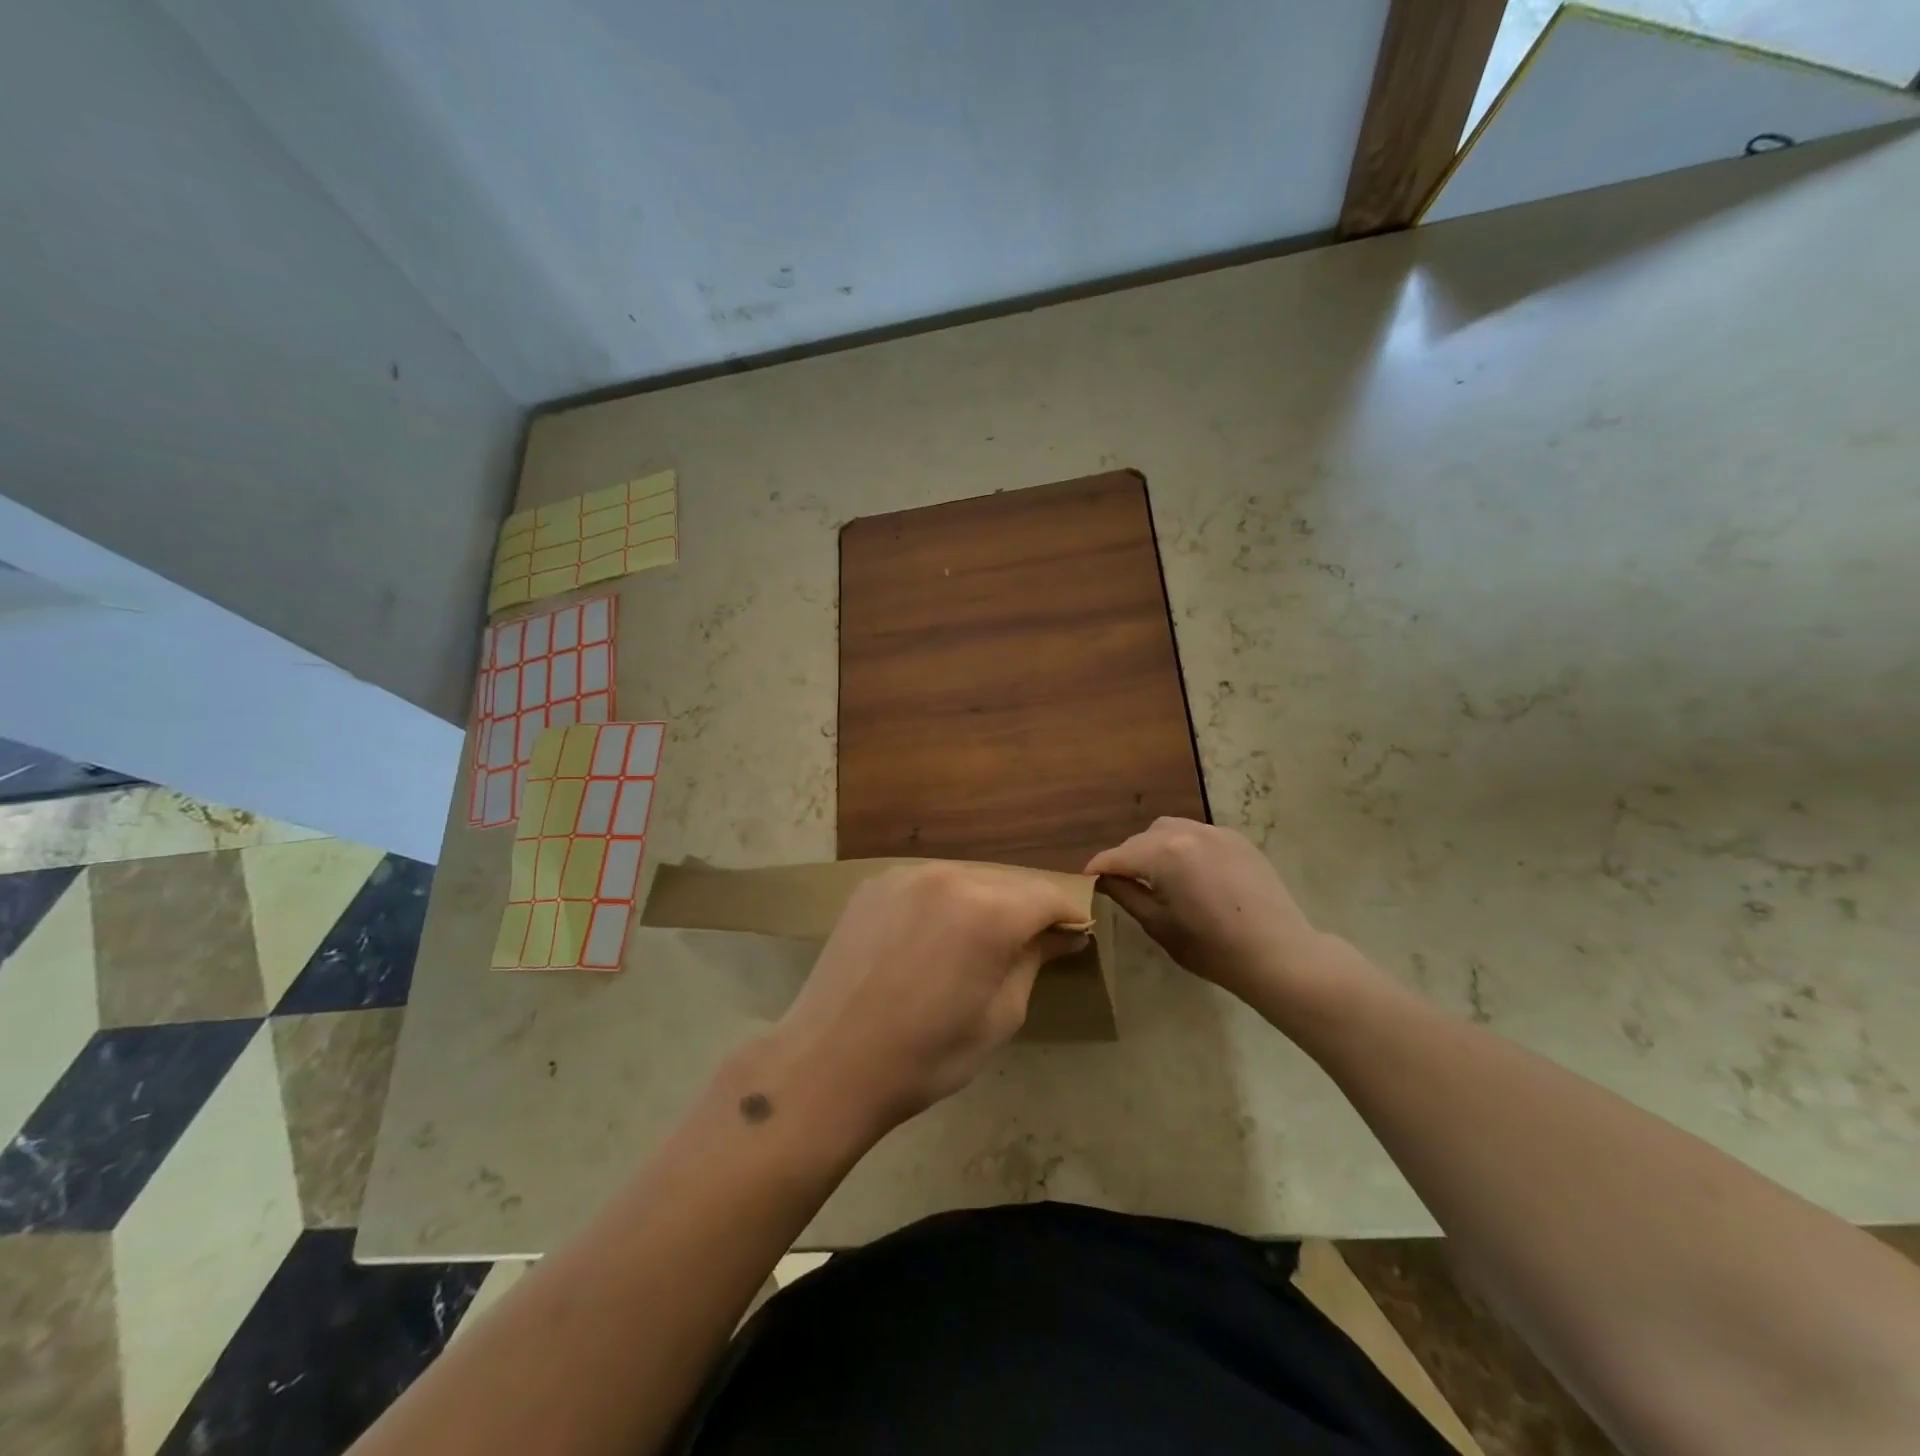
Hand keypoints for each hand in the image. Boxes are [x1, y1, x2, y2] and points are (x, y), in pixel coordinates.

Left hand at [760, 863, 1088, 1141]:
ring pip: (966, 879)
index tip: (1074, 938)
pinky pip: (927, 884)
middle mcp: (949, 877)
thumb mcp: (1000, 1017)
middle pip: (1008, 883)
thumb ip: (1034, 961)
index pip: (1047, 896)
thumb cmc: (926, 1055)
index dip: (1068, 916)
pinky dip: (943, 903)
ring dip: (983, 904)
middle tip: (1028, 947)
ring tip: (976, 946)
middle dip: (1026, 910)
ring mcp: (905, 876)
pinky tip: (931, 939)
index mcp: (988, 911)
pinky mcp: (874, 885)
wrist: (829, 1063)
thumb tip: (1063, 934)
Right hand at [1086, 818, 1326, 1010]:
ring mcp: (1215, 832)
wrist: (1278, 954)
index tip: (1085, 882)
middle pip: (1141, 839)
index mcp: (1163, 853)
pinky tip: (1189, 873)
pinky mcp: (1237, 840)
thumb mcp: (1158, 925)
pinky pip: (1197, 835)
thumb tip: (1104, 879)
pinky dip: (1183, 848)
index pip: (1116, 856)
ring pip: (1169, 830)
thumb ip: (1125, 894)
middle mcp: (1186, 832)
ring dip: (1154, 848)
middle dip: (1127, 858)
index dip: (1097, 870)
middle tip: (1121, 884)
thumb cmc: (1211, 947)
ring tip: (1156, 875)